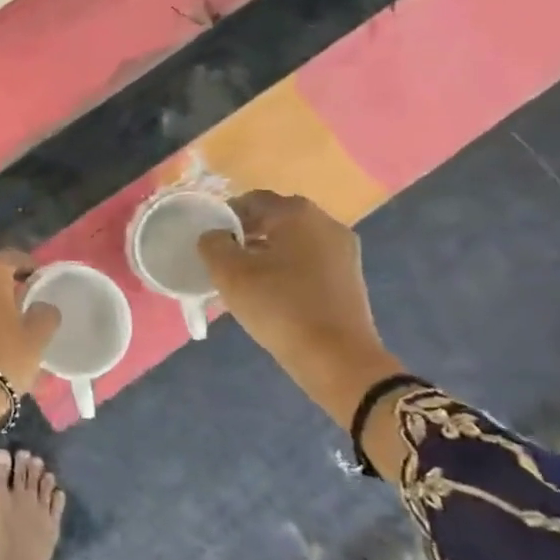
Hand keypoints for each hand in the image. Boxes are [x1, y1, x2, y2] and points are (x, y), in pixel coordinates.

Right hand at [200, 192, 406, 448]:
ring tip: (245, 278)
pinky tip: (272, 292)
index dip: (225, 216)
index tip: (210, 241)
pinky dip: (287, 267)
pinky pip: (309, 260)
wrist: (337, 359)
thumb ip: (213, 244)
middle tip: (224, 259)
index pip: (251, 200)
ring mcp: (343, 250)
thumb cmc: (279, 307)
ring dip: (266, 251)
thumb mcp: (229, 273)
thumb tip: (215, 236)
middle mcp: (325, 223)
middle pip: (274, 218)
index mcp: (297, 214)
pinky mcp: (349, 277)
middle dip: (246, 233)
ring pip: (293, 240)